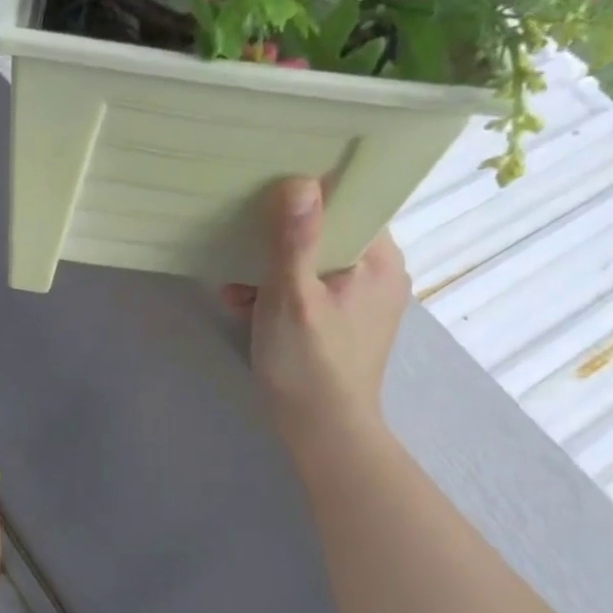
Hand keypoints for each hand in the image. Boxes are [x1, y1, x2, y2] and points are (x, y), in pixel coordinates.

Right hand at [223, 177, 410, 462]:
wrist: (322, 432)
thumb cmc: (308, 364)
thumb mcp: (292, 297)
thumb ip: (295, 240)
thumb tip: (299, 180)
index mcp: (378, 260)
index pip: (352, 202)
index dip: (312, 190)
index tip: (270, 184)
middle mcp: (377, 273)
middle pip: (328, 232)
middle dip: (280, 236)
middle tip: (241, 237)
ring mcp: (361, 300)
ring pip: (313, 262)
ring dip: (272, 268)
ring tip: (234, 284)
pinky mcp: (342, 322)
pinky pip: (309, 289)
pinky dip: (278, 292)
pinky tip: (244, 303)